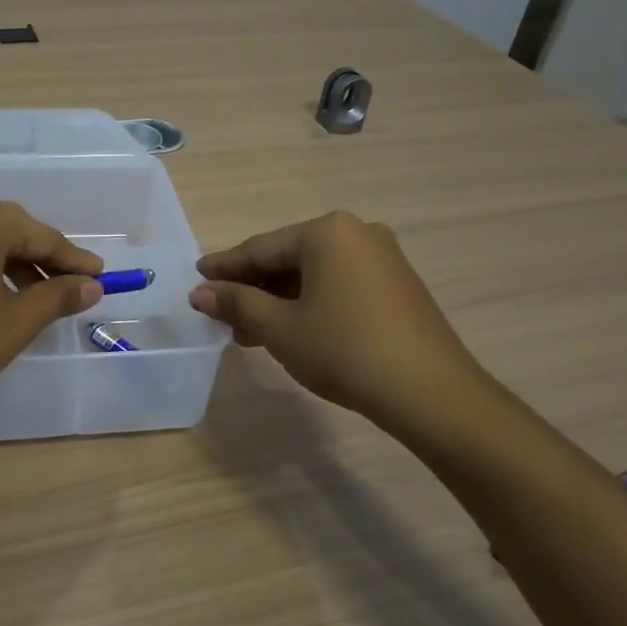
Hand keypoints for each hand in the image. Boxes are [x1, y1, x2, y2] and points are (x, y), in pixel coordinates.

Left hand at [0, 196, 103, 419]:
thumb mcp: (16, 321)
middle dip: (42, 259)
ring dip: (11, 263)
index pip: (42, 236)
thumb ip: (57, 297)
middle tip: (70, 286)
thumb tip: (91, 286)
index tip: (99, 276)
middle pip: (11, 230)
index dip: (73, 260)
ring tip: (33, 297)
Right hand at [188, 211, 491, 435]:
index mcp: (327, 232)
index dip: (225, 267)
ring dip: (278, 300)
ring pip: (313, 275)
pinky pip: (338, 286)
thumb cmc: (344, 350)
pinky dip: (309, 304)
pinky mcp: (397, 286)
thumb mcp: (280, 327)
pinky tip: (290, 331)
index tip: (196, 278)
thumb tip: (200, 292)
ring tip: (249, 332)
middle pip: (288, 258)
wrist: (430, 393)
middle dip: (252, 288)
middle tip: (220, 311)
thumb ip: (236, 303)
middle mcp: (357, 233)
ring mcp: (382, 259)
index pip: (261, 248)